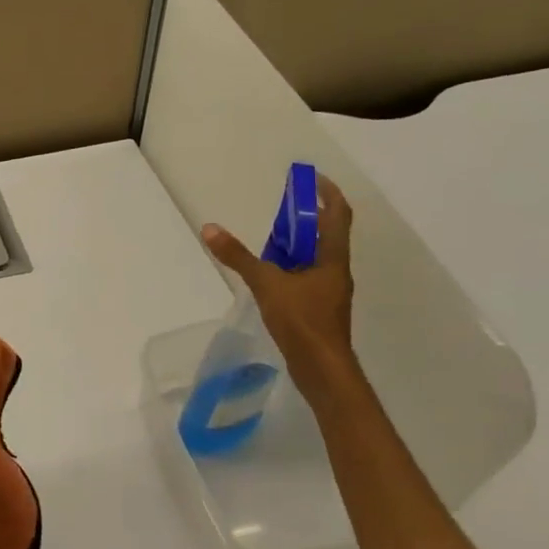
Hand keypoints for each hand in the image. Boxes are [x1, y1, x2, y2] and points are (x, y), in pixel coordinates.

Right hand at [202, 176, 355, 383]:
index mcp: (333, 258)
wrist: (321, 369)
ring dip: (299, 244)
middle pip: (327, 234)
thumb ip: (239, 257)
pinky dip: (292, 267)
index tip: (310, 179)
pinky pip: (307, 277)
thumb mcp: (267, 284)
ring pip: (316, 257)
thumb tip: (210, 229)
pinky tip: (272, 275)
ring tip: (272, 238)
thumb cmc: (302, 321)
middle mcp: (336, 270)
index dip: (327, 193)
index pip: (338, 215)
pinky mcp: (319, 309)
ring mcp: (329, 291)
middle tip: (282, 208)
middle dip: (307, 218)